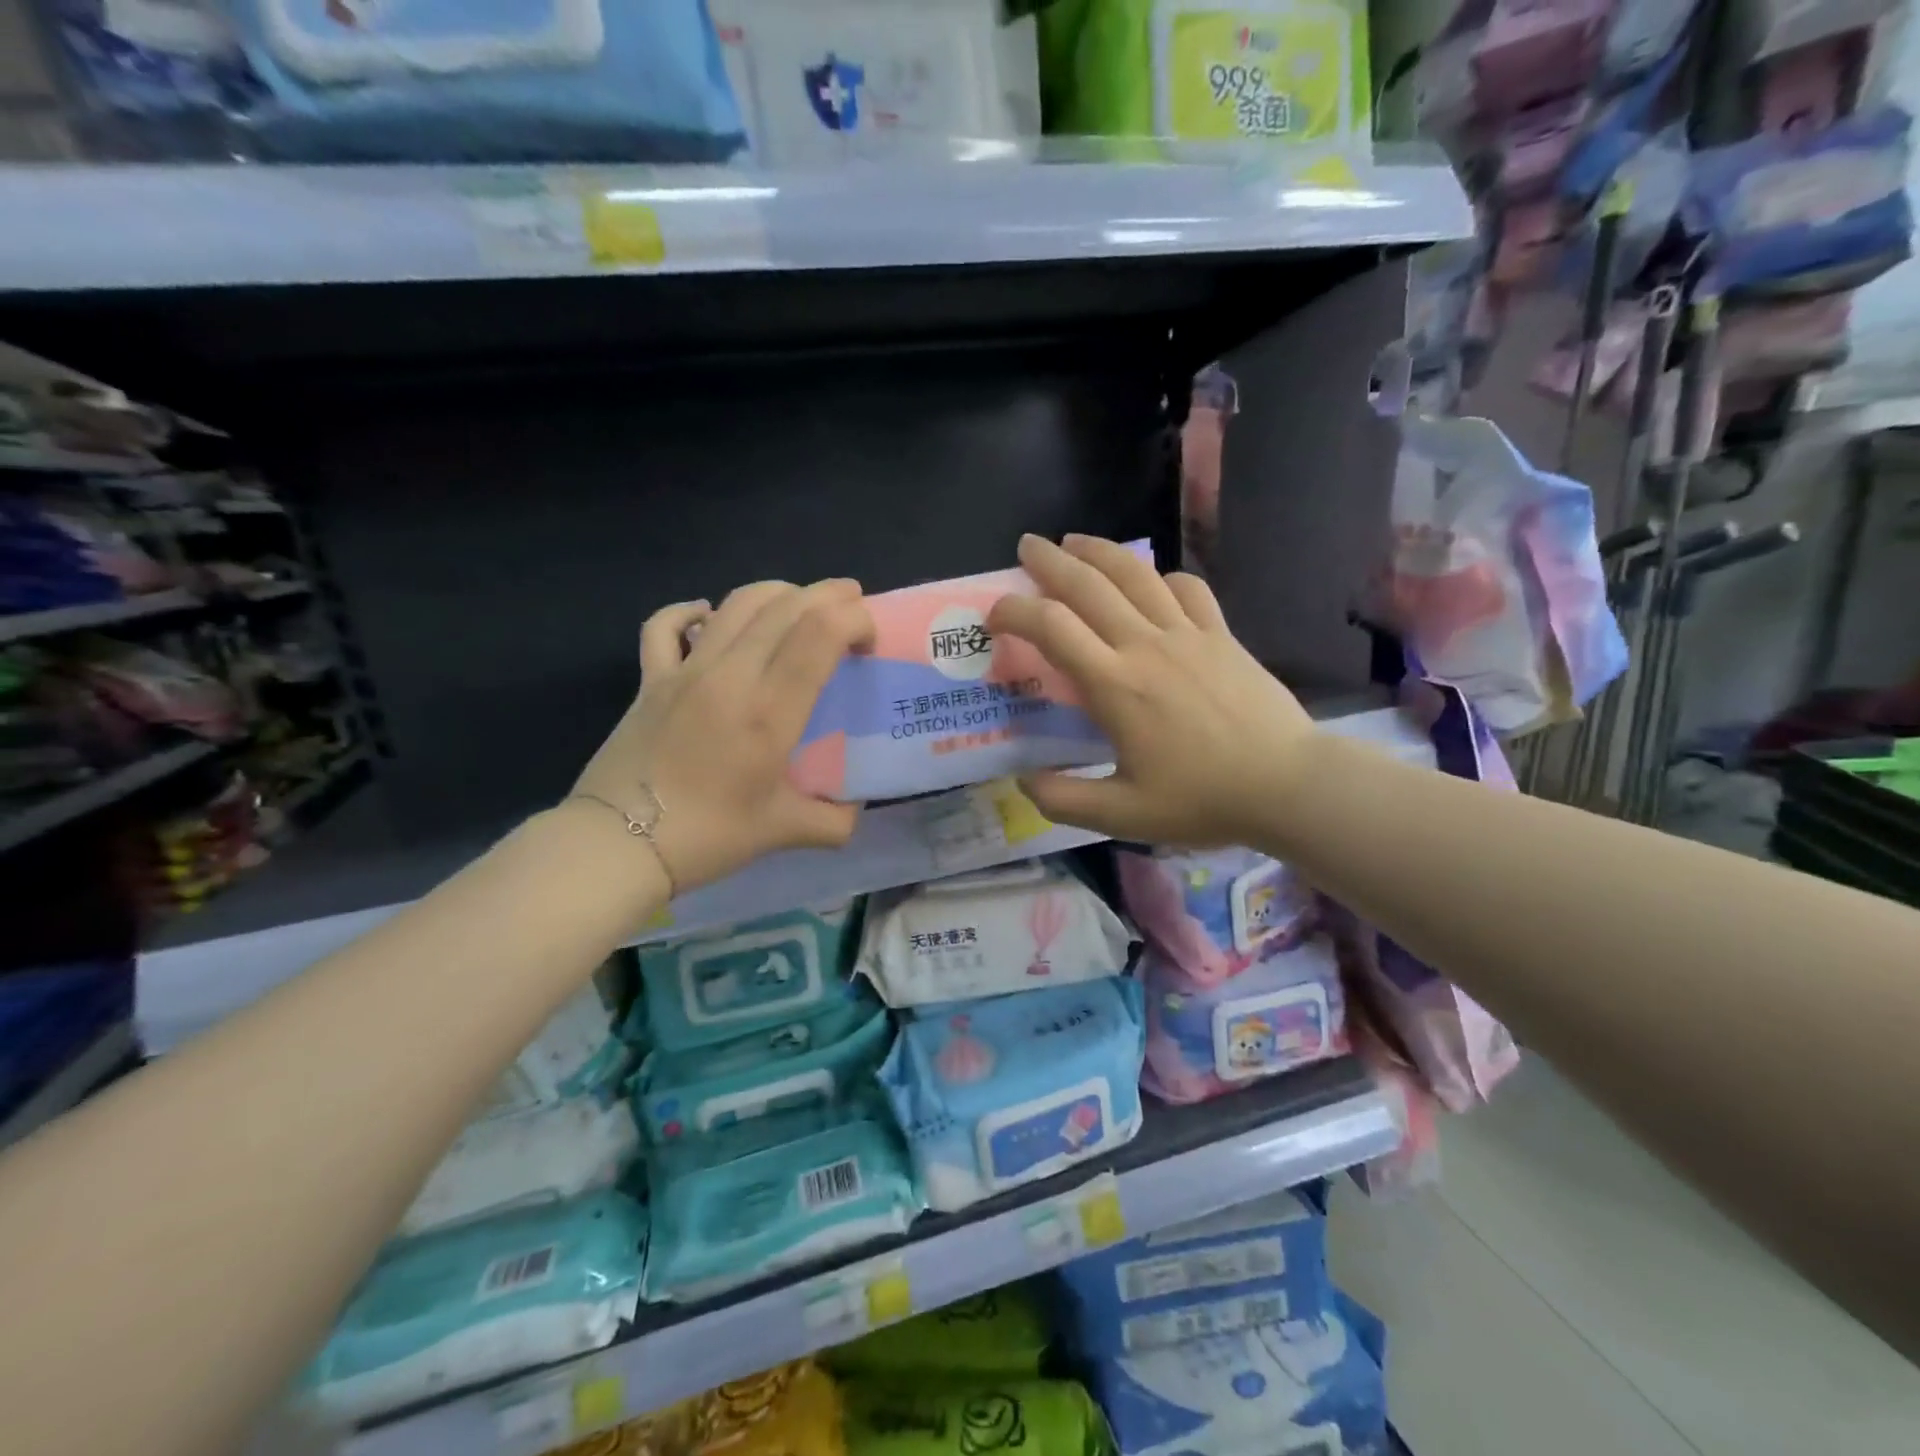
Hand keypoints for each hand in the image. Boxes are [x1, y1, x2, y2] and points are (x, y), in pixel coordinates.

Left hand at [573, 579, 875, 892]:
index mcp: (769, 711)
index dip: (854, 619)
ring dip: (778, 592)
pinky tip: (707, 615)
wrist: (616, 845)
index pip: (819, 633)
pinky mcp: (650, 678)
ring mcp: (685, 671)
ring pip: (736, 603)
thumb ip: (833, 821)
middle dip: (829, 595)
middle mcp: (730, 675)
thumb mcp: (783, 831)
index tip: (868, 640)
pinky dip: (691, 611)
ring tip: (800, 602)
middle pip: (786, 606)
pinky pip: (666, 625)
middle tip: (852, 603)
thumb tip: (854, 811)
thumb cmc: (707, 837)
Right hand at [986, 535, 1315, 846]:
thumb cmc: (1203, 799)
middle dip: (1050, 561)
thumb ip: (1064, 799)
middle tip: (1026, 545)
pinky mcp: (1221, 635)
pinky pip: (1187, 590)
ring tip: (1075, 541)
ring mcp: (1188, 634)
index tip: (995, 614)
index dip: (1015, 612)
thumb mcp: (1122, 815)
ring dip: (1100, 552)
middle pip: (1089, 585)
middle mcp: (1145, 646)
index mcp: (1114, 685)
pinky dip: (1162, 578)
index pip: (1052, 628)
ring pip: (1135, 575)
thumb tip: (1023, 781)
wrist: (1287, 784)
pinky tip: (1153, 582)